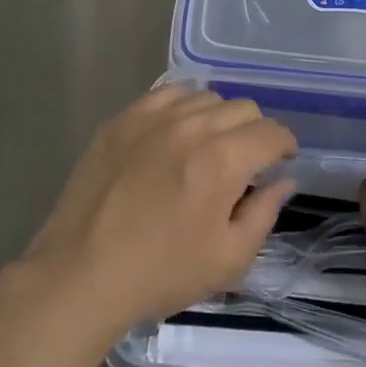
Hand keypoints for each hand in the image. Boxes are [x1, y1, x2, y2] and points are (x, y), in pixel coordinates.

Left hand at [17, 87, 296, 340]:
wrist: (82, 272)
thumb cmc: (161, 272)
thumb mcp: (228, 260)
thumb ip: (264, 214)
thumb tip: (282, 181)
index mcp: (223, 161)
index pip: (271, 132)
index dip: (284, 145)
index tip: (280, 162)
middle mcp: (191, 126)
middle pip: (242, 107)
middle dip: (254, 132)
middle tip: (243, 163)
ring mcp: (153, 117)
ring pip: (205, 97)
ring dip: (218, 119)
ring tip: (207, 147)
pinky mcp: (122, 118)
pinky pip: (167, 94)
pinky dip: (182, 107)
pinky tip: (175, 133)